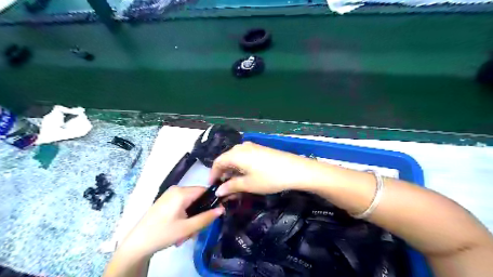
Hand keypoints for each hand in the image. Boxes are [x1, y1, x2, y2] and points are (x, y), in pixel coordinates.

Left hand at [120, 185, 224, 258]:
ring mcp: (169, 194)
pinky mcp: (165, 200)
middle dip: (199, 213)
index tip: (214, 214)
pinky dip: (184, 215)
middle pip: (197, 197)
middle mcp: (176, 189)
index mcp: (181, 192)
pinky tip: (179, 229)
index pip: (204, 190)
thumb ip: (206, 217)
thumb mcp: (187, 228)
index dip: (212, 201)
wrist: (137, 243)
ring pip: (190, 202)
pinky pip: (182, 204)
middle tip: (195, 230)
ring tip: (185, 233)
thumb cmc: (163, 234)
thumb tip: (222, 209)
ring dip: (191, 217)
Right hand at [208, 143, 319, 196]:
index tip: (212, 187)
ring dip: (232, 171)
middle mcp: (242, 147)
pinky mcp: (260, 149)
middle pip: (226, 159)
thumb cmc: (269, 178)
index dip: (213, 174)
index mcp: (236, 154)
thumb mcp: (248, 184)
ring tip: (234, 184)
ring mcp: (252, 147)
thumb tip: (218, 191)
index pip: (217, 162)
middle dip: (223, 174)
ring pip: (236, 158)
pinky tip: (245, 176)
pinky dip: (241, 167)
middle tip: (224, 188)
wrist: (295, 169)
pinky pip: (245, 157)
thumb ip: (231, 186)